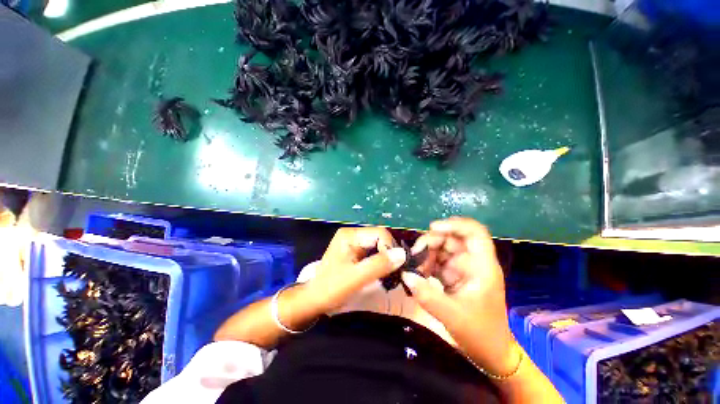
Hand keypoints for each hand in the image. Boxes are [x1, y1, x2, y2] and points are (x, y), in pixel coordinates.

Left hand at [307, 227, 407, 312]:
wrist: (314, 300)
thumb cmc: (331, 289)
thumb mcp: (356, 278)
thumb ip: (379, 265)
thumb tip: (402, 254)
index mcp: (350, 235)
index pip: (380, 233)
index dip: (390, 248)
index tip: (395, 268)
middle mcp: (353, 235)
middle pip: (380, 238)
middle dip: (389, 254)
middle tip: (393, 273)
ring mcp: (354, 243)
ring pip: (379, 246)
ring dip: (386, 259)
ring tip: (389, 275)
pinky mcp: (356, 252)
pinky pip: (374, 253)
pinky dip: (381, 262)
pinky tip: (382, 273)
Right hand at [402, 217, 516, 376]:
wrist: (491, 353)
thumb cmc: (480, 334)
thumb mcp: (452, 316)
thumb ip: (427, 295)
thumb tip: (405, 274)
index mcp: (482, 266)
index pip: (474, 232)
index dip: (454, 224)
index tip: (432, 228)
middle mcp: (473, 262)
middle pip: (452, 238)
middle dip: (432, 242)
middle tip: (415, 255)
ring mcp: (463, 268)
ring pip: (442, 249)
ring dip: (427, 254)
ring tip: (415, 267)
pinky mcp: (454, 275)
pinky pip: (438, 261)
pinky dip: (426, 264)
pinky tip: (418, 274)